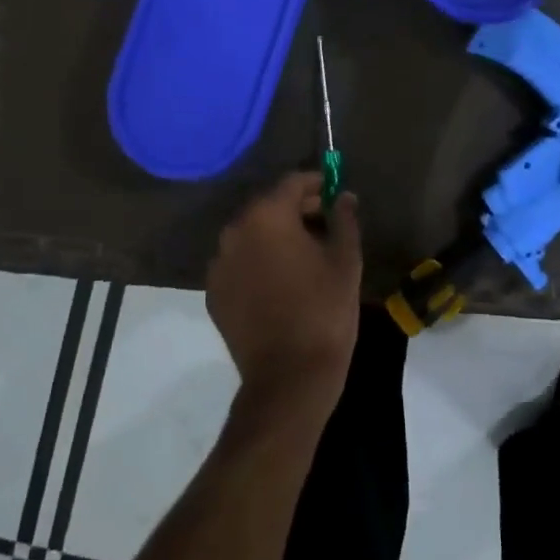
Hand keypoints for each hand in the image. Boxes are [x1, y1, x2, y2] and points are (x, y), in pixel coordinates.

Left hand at [205, 173, 362, 421]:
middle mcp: (235, 231)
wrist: (289, 377)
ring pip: (251, 235)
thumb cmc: (324, 310)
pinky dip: (258, 262)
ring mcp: (218, 264)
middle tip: (325, 224)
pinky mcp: (213, 293)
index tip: (333, 193)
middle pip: (268, 206)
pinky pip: (239, 263)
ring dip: (275, 236)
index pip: (292, 182)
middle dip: (296, 209)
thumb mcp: (345, 259)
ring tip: (304, 255)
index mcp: (267, 216)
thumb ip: (344, 218)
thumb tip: (343, 196)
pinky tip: (280, 282)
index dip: (316, 183)